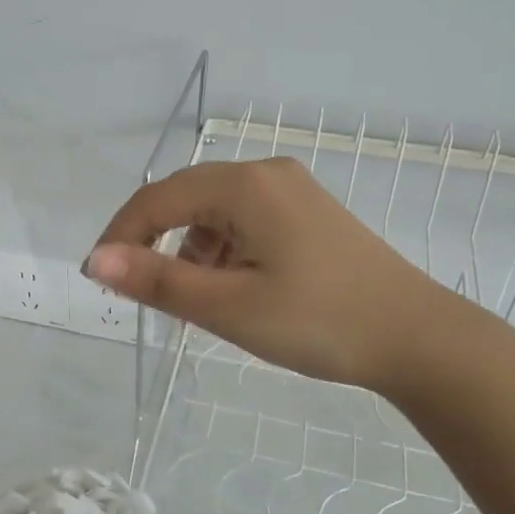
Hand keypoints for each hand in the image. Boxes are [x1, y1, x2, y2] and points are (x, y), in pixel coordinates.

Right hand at [85, 157, 456, 395]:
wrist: (419, 339)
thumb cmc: (318, 322)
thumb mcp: (228, 306)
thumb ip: (157, 280)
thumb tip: (96, 260)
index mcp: (244, 185)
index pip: (157, 199)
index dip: (120, 236)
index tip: (100, 279)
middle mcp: (265, 174)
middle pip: (185, 199)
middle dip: (154, 243)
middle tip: (142, 292)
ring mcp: (291, 191)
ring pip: (213, 213)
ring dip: (190, 251)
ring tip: (195, 301)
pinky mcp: (307, 213)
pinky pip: (243, 222)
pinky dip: (222, 252)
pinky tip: (232, 288)